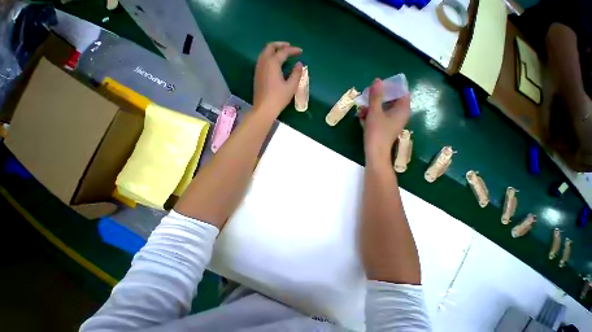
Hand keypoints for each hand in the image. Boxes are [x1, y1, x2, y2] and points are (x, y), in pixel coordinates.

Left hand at [253, 42, 302, 115]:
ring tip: (282, 54)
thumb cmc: (279, 98)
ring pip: (264, 53)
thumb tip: (299, 64)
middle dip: (280, 45)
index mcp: (272, 63)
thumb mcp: (291, 86)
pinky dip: (269, 57)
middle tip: (289, 47)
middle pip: (270, 47)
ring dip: (273, 50)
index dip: (293, 50)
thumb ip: (296, 74)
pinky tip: (274, 64)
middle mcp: (263, 62)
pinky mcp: (257, 75)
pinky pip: (262, 60)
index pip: (283, 52)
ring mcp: (258, 68)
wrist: (264, 108)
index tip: (300, 51)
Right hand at [362, 78, 410, 163]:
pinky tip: (361, 117)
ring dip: (372, 108)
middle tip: (366, 97)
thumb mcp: (375, 112)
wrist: (375, 152)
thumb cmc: (377, 132)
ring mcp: (392, 122)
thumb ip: (376, 96)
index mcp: (402, 109)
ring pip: (383, 110)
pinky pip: (380, 118)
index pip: (402, 92)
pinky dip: (371, 116)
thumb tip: (377, 80)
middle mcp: (400, 115)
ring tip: (360, 110)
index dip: (391, 87)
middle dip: (377, 98)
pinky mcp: (385, 128)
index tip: (378, 87)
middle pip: (391, 101)